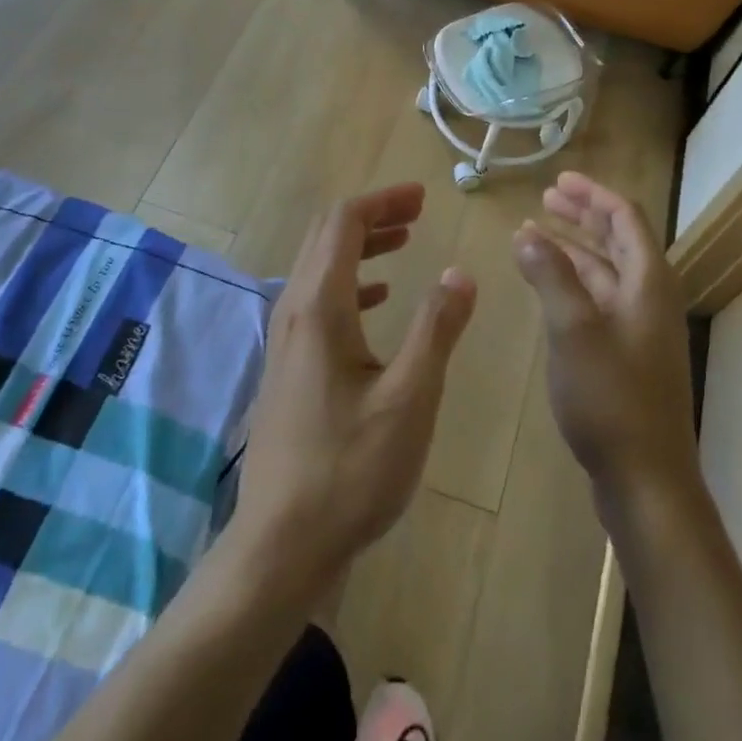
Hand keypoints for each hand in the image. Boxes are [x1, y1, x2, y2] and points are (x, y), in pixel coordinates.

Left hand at [234, 184, 476, 591]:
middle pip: (327, 238)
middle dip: (373, 216)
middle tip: (417, 211)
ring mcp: (287, 341)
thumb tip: (459, 273)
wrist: (282, 543)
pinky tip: (381, 301)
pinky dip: (353, 284)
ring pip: (322, 268)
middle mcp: (295, 312)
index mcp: (320, 308)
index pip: (343, 224)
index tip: (423, 197)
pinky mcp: (290, 367)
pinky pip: (320, 301)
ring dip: (362, 247)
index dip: (382, 201)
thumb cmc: (351, 469)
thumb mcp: (410, 398)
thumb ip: (436, 329)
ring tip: (406, 243)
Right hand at [513, 172, 699, 508]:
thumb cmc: (611, 398)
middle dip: (581, 216)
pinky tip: (546, 286)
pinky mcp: (626, 355)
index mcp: (647, 282)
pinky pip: (598, 300)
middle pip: (618, 240)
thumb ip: (550, 276)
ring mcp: (639, 328)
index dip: (592, 195)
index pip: (625, 218)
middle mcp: (649, 297)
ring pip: (605, 272)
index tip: (558, 180)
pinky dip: (572, 283)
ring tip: (533, 234)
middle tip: (544, 200)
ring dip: (573, 249)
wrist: (646, 479)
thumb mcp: (573, 330)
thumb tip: (528, 233)